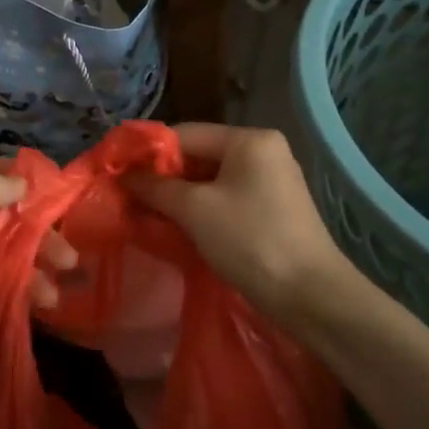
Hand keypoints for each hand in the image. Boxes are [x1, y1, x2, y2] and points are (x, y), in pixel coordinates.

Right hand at [129, 123, 351, 325]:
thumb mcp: (195, 210)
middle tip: (130, 199)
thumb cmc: (249, 240)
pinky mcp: (274, 208)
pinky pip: (228, 198)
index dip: (149, 153)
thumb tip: (125, 176)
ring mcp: (272, 180)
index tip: (119, 174)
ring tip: (148, 215)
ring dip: (180, 197)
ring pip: (212, 180)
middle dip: (164, 178)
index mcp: (249, 140)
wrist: (309, 295)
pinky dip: (202, 210)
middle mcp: (264, 151)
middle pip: (200, 155)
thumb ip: (156, 188)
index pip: (186, 134)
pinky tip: (180, 228)